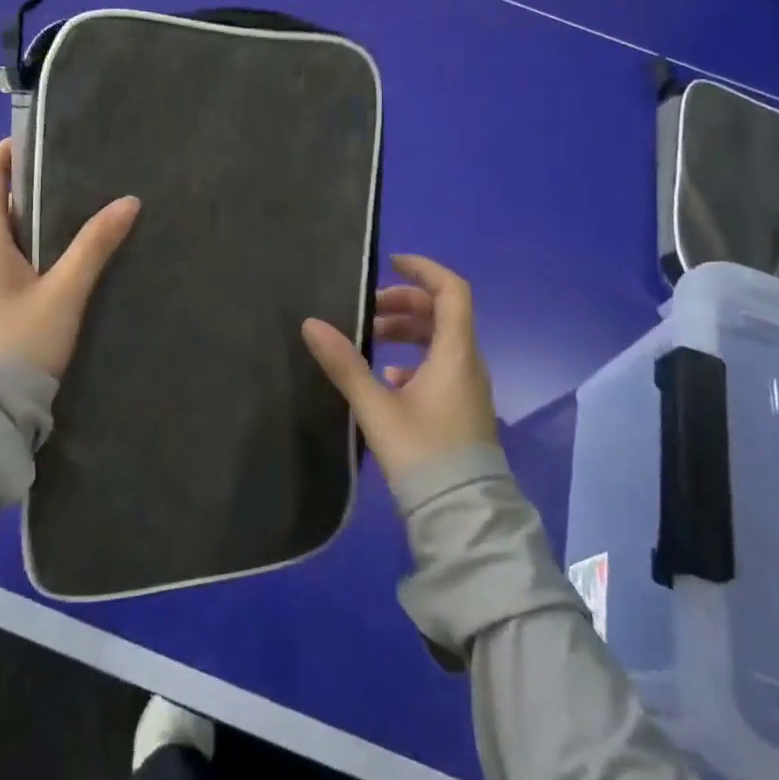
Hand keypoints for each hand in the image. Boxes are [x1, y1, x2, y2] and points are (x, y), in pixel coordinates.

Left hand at [0, 139, 139, 378]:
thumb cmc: (17, 343)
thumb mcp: (63, 294)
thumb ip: (94, 246)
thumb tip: (127, 202)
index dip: (9, 150)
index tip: (46, 142)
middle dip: (31, 185)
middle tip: (78, 179)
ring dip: (31, 219)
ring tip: (77, 215)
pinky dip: (26, 247)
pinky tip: (58, 260)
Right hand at [302, 254, 496, 481]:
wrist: (462, 516)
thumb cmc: (422, 453)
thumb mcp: (377, 407)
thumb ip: (344, 364)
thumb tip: (311, 323)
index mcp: (455, 353)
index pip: (451, 291)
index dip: (423, 270)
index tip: (390, 263)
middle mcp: (467, 363)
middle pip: (442, 314)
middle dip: (405, 303)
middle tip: (368, 310)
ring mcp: (467, 388)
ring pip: (440, 341)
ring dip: (407, 331)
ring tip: (370, 339)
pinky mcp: (461, 410)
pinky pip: (439, 367)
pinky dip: (413, 360)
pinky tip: (385, 378)